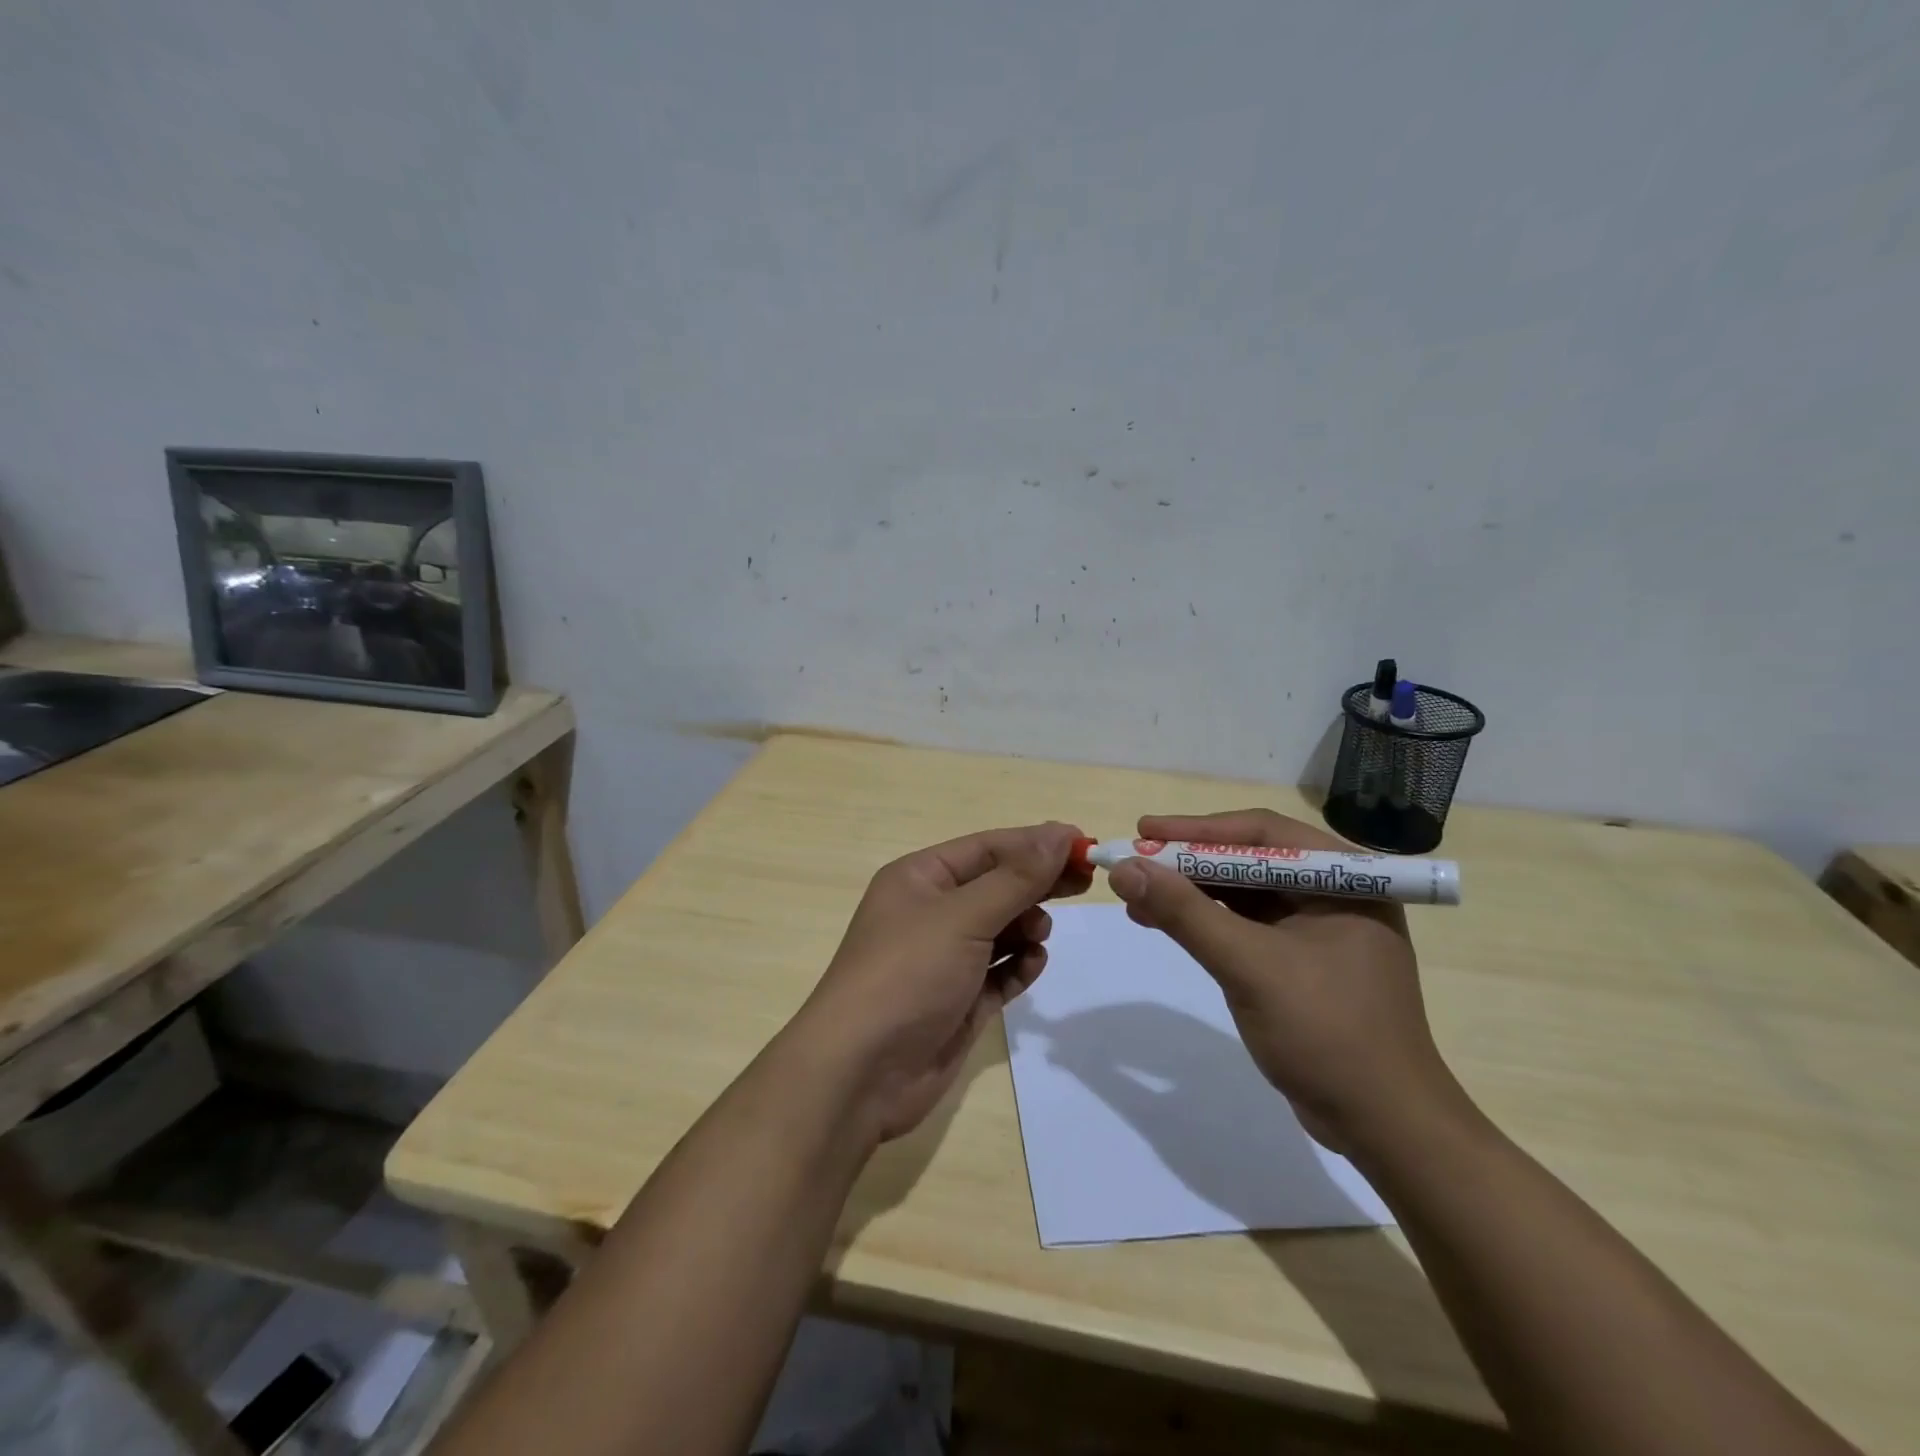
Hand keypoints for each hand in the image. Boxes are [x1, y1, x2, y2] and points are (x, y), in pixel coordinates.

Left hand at [796, 822, 1089, 1141]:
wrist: (861, 1073)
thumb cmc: (908, 974)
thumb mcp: (962, 916)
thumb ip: (1015, 878)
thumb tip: (1057, 834)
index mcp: (920, 878)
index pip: (987, 848)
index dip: (1035, 843)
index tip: (1083, 844)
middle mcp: (931, 912)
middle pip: (997, 886)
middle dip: (1037, 884)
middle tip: (1085, 884)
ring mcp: (945, 959)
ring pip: (1001, 929)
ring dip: (1026, 927)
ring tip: (1038, 935)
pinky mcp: (958, 1000)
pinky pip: (1000, 972)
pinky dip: (1018, 966)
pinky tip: (1029, 966)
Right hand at [1105, 809, 1466, 1155]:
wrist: (1383, 1127)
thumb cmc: (1327, 1033)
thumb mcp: (1249, 966)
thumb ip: (1185, 913)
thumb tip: (1124, 869)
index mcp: (1345, 878)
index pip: (1262, 833)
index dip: (1197, 829)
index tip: (1144, 831)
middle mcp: (1335, 892)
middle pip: (1249, 859)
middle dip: (1189, 861)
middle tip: (1135, 861)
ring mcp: (1319, 928)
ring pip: (1243, 892)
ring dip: (1190, 892)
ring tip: (1137, 895)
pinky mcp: (1302, 961)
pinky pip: (1245, 925)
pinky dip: (1204, 921)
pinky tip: (1165, 923)